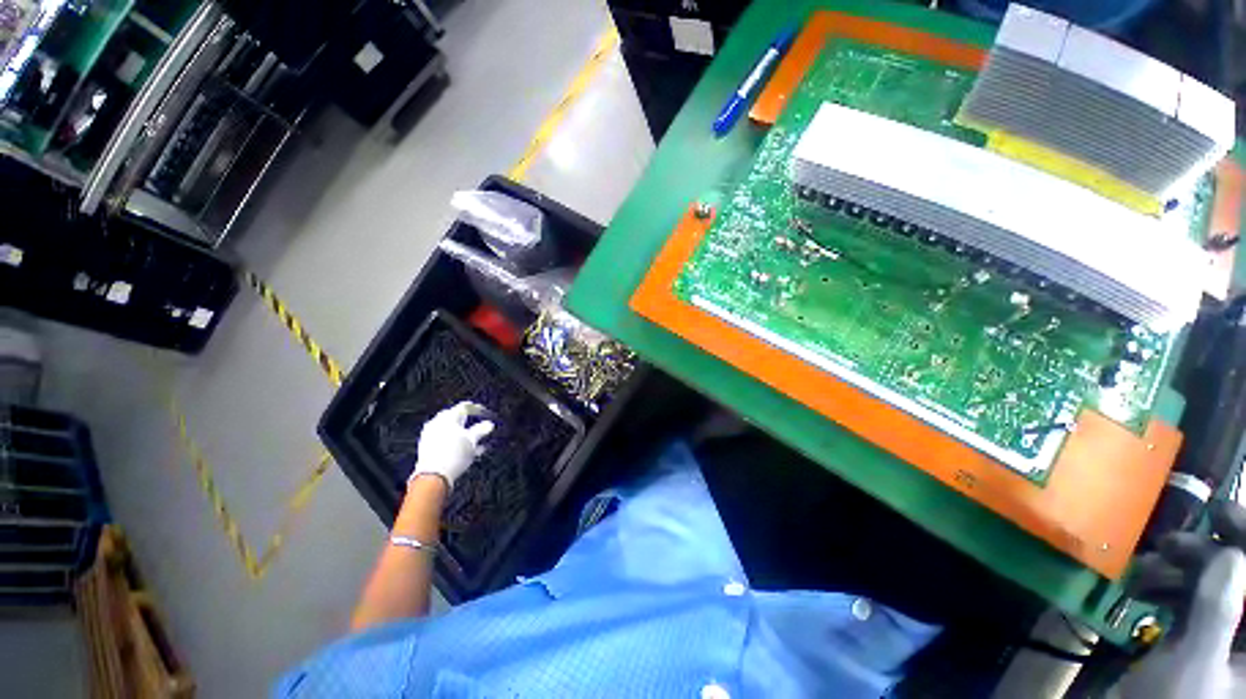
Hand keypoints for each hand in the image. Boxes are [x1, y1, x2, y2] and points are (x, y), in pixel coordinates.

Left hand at [409, 402, 494, 489]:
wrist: (433, 476)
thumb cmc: (454, 455)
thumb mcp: (472, 441)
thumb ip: (481, 430)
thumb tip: (489, 424)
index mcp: (448, 417)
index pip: (464, 407)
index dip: (476, 409)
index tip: (484, 412)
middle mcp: (437, 423)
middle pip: (454, 417)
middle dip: (467, 420)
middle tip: (477, 423)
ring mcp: (430, 434)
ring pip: (449, 429)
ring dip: (461, 432)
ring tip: (473, 440)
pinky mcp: (426, 446)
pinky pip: (443, 438)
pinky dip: (454, 440)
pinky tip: (463, 448)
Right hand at [1115, 501, 1245, 697]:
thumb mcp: (1195, 665)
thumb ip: (1218, 612)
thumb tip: (1231, 554)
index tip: (1220, 512)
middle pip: (1243, 578)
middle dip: (1208, 554)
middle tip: (1170, 541)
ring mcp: (1225, 637)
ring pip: (1215, 585)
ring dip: (1181, 569)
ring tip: (1146, 565)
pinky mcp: (1198, 637)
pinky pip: (1192, 598)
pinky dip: (1167, 586)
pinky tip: (1141, 584)